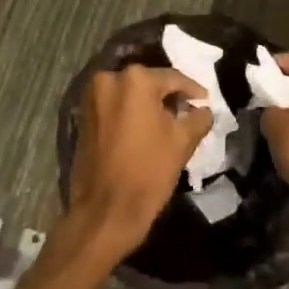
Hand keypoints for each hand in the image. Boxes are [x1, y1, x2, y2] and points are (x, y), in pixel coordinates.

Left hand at [66, 65, 211, 263]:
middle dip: (168, 96)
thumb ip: (198, 118)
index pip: (173, 78)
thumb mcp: (182, 141)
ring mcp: (91, 97)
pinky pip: (114, 106)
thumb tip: (203, 109)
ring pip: (130, 94)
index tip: (206, 101)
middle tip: (188, 110)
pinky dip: (130, 113)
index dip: (193, 90)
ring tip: (168, 121)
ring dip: (148, 104)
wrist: (106, 210)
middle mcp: (109, 79)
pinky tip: (145, 129)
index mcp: (135, 80)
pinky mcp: (83, 116)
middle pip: (149, 83)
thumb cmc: (148, 171)